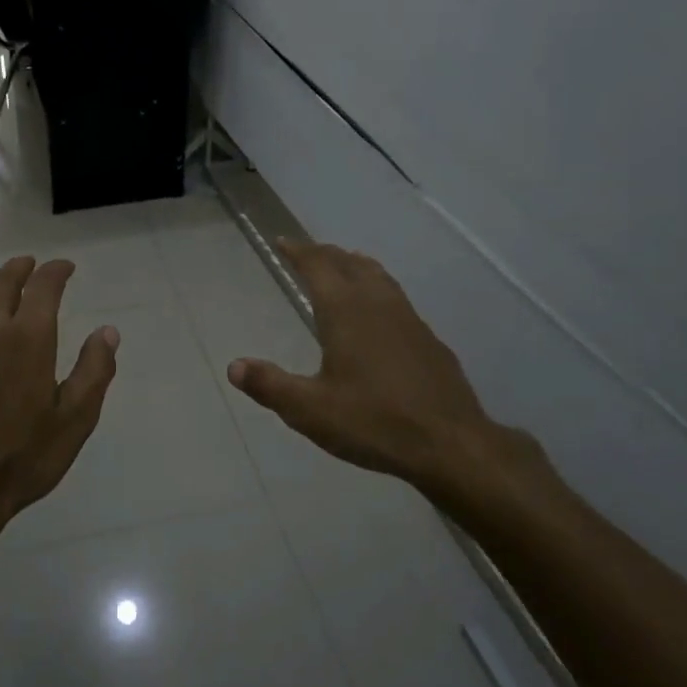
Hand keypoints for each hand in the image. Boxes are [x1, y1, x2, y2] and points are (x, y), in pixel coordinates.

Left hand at [0, 257, 119, 541]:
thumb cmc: (24, 456)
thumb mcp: (75, 420)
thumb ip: (94, 370)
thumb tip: (108, 331)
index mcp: (29, 338)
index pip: (43, 286)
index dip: (56, 271)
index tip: (65, 267)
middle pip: (2, 281)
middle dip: (20, 268)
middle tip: (31, 265)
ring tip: (3, 281)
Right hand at [227, 240, 546, 525]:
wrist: (452, 445)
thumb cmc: (374, 422)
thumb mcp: (310, 410)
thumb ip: (270, 385)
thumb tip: (234, 366)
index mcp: (345, 311)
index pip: (317, 266)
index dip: (298, 251)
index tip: (282, 241)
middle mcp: (377, 304)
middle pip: (348, 263)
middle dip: (324, 254)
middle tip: (306, 253)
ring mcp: (409, 319)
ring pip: (378, 276)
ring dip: (354, 265)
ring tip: (343, 265)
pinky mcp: (429, 339)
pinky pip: (397, 297)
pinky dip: (378, 288)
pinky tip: (380, 313)